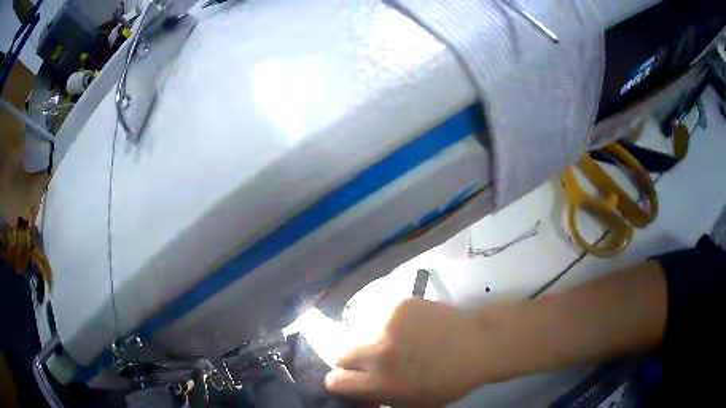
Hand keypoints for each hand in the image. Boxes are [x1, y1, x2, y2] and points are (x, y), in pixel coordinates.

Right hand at [324, 299, 483, 406]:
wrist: (477, 344)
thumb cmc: (448, 381)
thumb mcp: (413, 405)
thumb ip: (380, 399)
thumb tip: (360, 393)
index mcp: (379, 382)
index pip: (335, 381)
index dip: (343, 383)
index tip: (355, 382)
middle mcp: (376, 352)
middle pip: (340, 353)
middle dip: (353, 360)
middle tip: (373, 361)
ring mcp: (386, 324)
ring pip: (357, 331)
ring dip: (368, 339)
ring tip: (392, 341)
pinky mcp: (397, 304)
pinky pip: (377, 315)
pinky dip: (385, 324)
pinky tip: (406, 327)